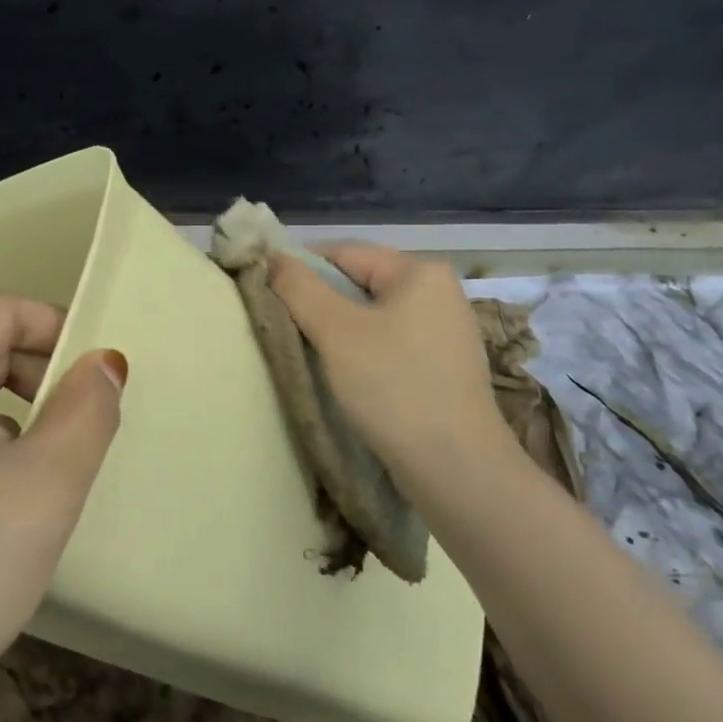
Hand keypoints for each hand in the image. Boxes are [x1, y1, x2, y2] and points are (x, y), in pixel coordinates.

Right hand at [268, 243, 517, 511]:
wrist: (456, 469)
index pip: (343, 252)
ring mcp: (445, 331)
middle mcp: (439, 292)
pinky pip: (389, 341)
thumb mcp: (336, 331)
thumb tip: (270, 256)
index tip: (266, 293)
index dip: (299, 268)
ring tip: (307, 351)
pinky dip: (361, 350)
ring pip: (372, 315)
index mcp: (420, 271)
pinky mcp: (443, 365)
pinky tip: (344, 374)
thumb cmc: (394, 387)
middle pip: (359, 282)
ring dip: (337, 329)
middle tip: (283, 325)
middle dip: (318, 301)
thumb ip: (298, 287)